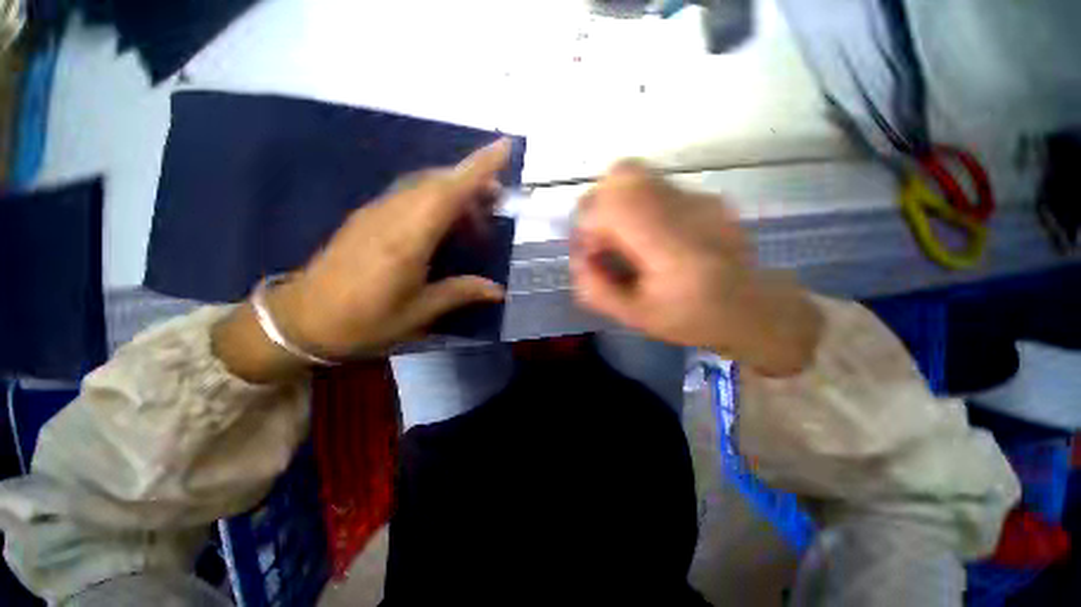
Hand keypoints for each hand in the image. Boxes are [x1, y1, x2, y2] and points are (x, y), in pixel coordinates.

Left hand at [213, 140, 510, 381]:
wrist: (301, 322)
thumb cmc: (363, 322)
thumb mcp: (417, 314)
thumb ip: (459, 293)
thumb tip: (498, 290)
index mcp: (406, 240)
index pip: (448, 192)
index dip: (478, 168)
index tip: (505, 147)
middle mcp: (391, 216)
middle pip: (437, 182)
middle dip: (473, 181)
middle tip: (498, 200)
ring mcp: (375, 213)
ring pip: (423, 185)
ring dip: (454, 191)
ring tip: (477, 217)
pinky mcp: (367, 217)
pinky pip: (409, 195)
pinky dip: (435, 200)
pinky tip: (444, 223)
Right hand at [571, 160, 821, 375]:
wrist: (755, 308)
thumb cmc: (694, 319)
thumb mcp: (636, 317)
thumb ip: (597, 290)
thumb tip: (577, 259)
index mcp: (673, 248)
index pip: (615, 204)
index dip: (588, 224)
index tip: (590, 252)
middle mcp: (688, 210)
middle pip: (623, 174)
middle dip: (597, 206)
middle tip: (601, 239)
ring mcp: (700, 197)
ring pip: (637, 176)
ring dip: (615, 204)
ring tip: (622, 238)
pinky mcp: (705, 195)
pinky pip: (655, 187)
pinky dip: (636, 205)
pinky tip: (648, 236)